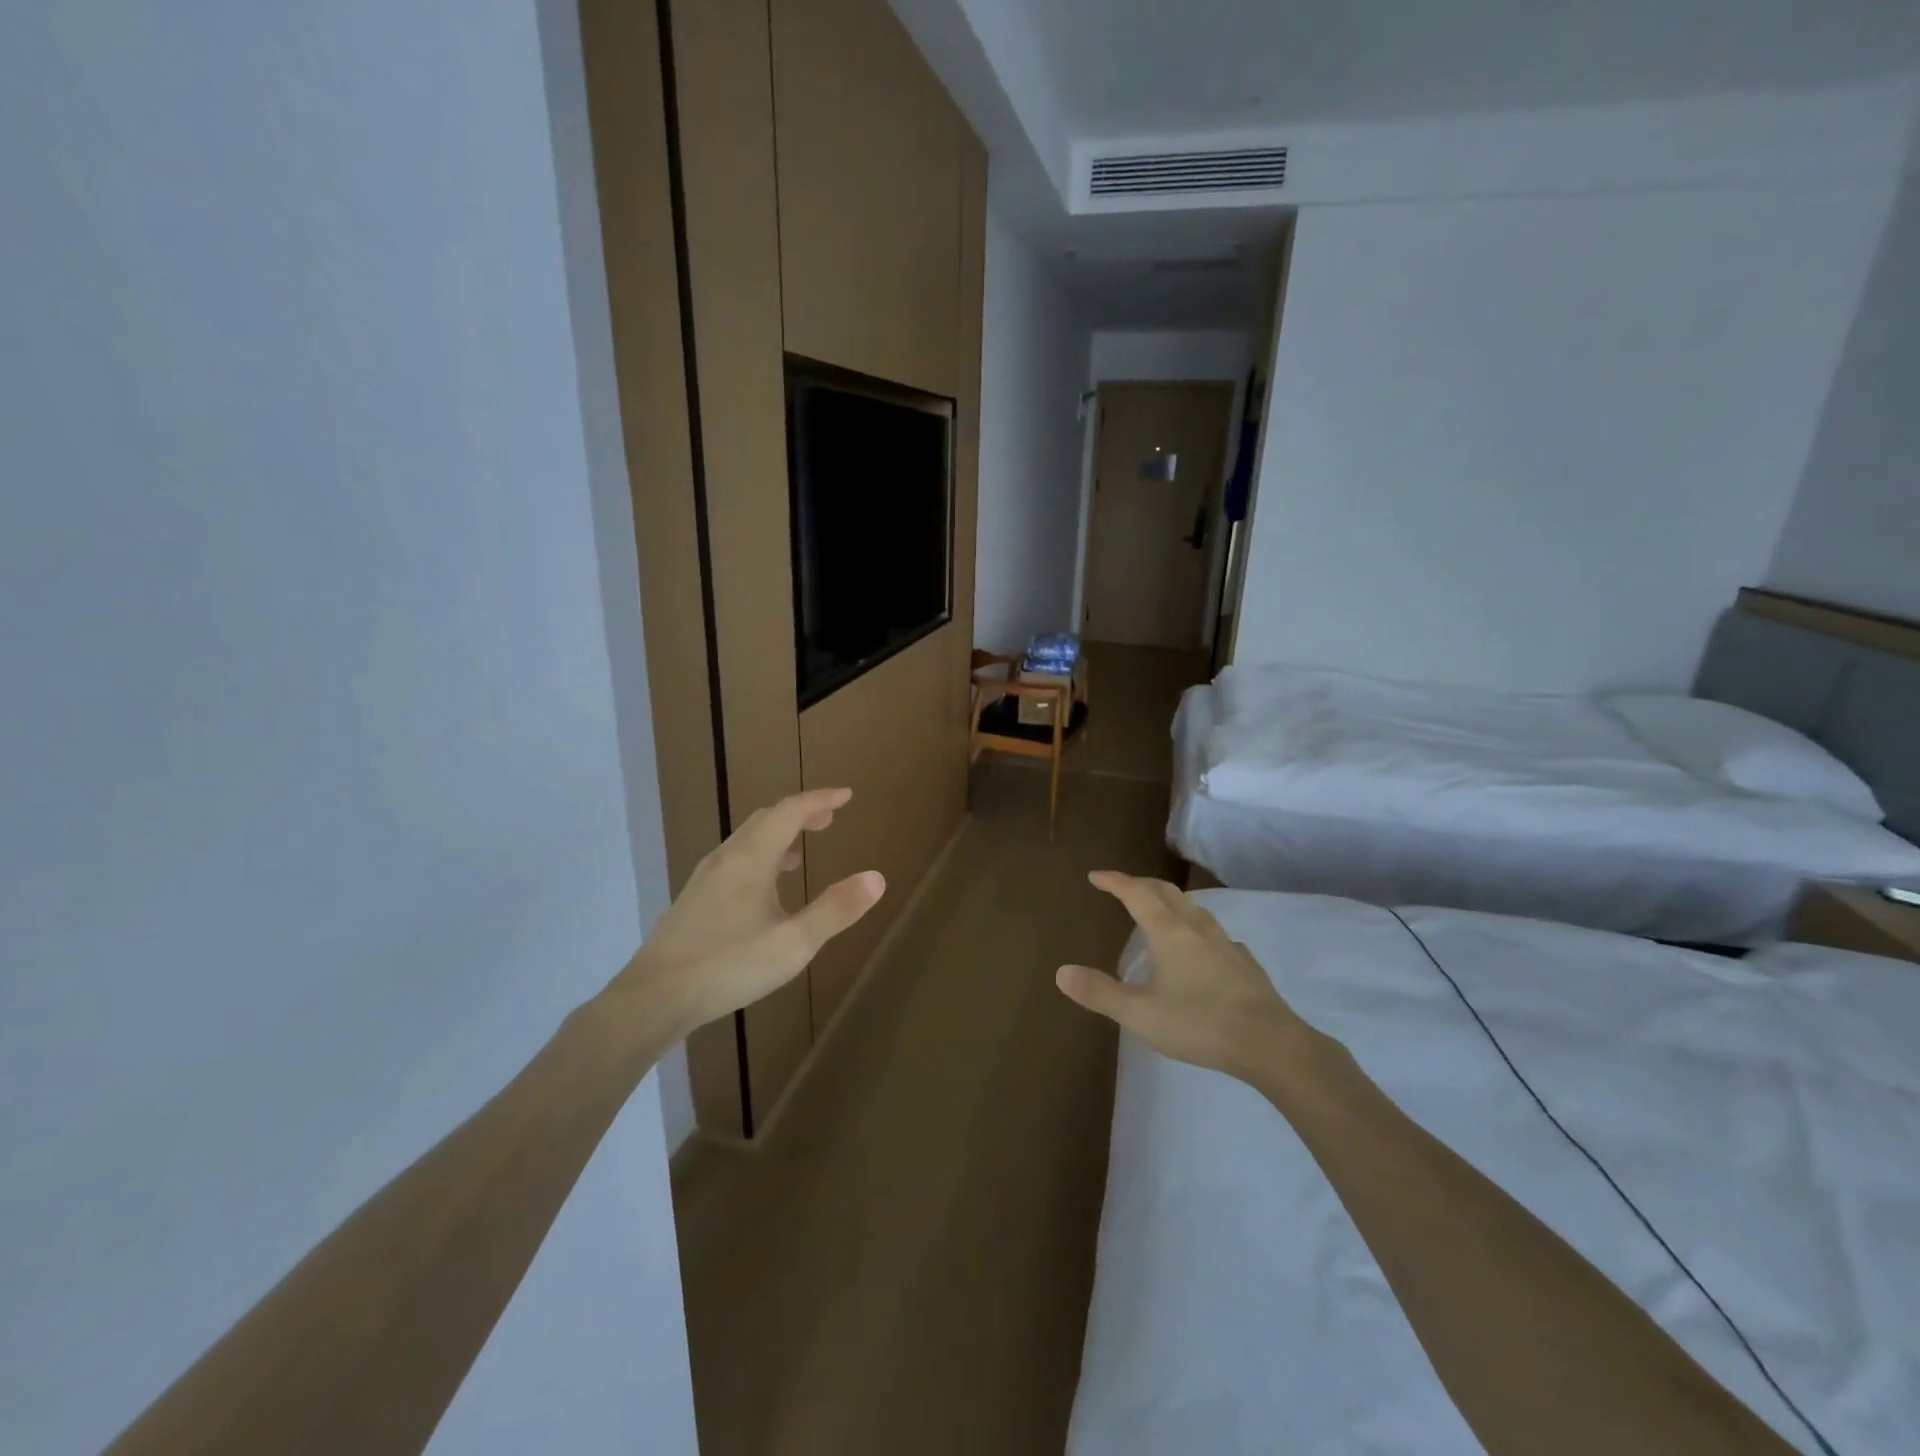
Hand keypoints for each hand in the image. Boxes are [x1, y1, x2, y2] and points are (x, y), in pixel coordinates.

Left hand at [605, 788, 884, 1042]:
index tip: (847, 795)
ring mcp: (704, 879)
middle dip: (800, 813)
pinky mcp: (693, 901)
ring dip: (778, 836)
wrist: (653, 998)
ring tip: (801, 853)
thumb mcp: (794, 943)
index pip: (790, 811)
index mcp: (751, 858)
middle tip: (829, 819)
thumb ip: (836, 910)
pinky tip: (763, 891)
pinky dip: (760, 857)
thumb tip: (877, 878)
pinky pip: (734, 861)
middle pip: (766, 819)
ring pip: (746, 841)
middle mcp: (726, 858)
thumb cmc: (729, 965)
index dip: (820, 799)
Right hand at [1056, 872, 1306, 1078]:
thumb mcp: (1140, 1014)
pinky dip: (1196, 930)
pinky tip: (1200, 950)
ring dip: (1170, 902)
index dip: (1114, 881)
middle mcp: (1196, 927)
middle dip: (1140, 885)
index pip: (1136, 893)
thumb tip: (1062, 972)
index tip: (1096, 876)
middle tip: (1122, 887)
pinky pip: (1214, 934)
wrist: (1270, 1043)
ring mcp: (1225, 943)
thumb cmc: (1199, 1023)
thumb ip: (1100, 992)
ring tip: (1159, 912)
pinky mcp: (1244, 963)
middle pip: (1165, 892)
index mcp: (1168, 932)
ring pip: (1193, 909)